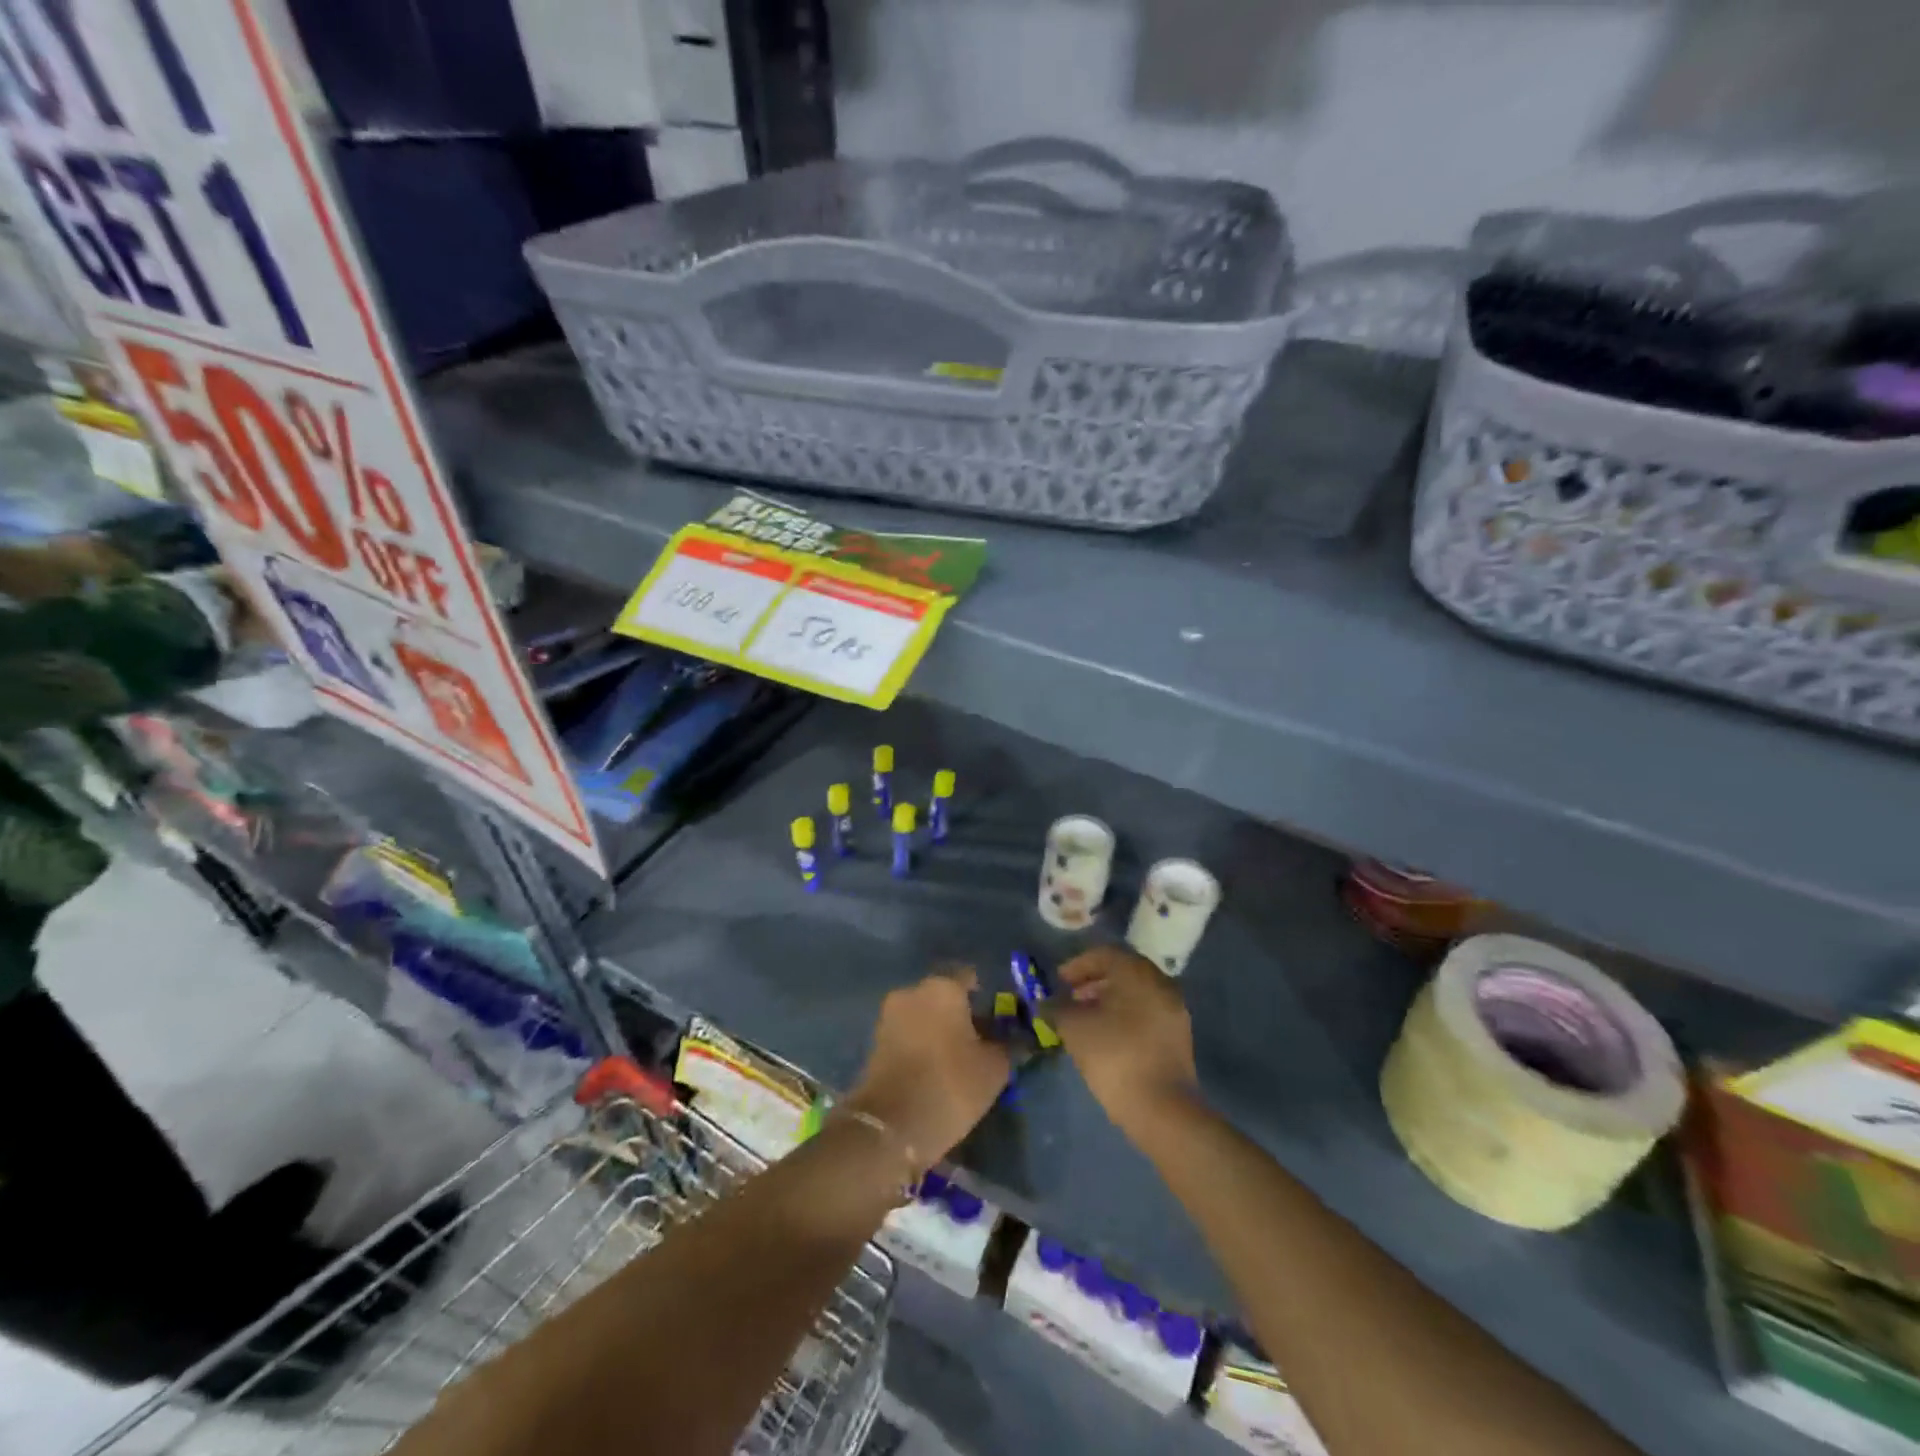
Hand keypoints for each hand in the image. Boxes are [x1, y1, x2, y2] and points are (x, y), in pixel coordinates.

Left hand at [844, 968, 1008, 1166]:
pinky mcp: (874, 1042)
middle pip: (943, 996)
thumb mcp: (994, 1069)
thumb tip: (1014, 1040)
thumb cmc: (951, 1084)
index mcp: (943, 987)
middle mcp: (912, 991)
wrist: (891, 1126)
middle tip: (978, 1044)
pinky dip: (920, 1047)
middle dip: (960, 1015)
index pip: (969, 978)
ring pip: (923, 1015)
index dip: (984, 998)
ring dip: (938, 1032)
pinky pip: (906, 1035)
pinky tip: (933, 1072)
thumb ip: (1006, 1047)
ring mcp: (889, 1016)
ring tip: (956, 1062)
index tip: (996, 1021)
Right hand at [1049, 945, 1199, 1139]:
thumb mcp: (1074, 1028)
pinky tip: (1106, 1036)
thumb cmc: (1114, 1056)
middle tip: (1069, 998)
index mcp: (1137, 973)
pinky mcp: (1177, 1036)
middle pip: (1122, 971)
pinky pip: (1146, 1012)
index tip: (1058, 982)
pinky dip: (1125, 1015)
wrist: (1161, 1108)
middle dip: (1092, 982)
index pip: (1104, 954)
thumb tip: (1045, 1003)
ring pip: (1135, 993)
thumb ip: (1056, 1008)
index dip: (1077, 965)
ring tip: (1084, 1019)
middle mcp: (1160, 983)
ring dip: (1107, 999)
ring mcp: (1173, 1010)